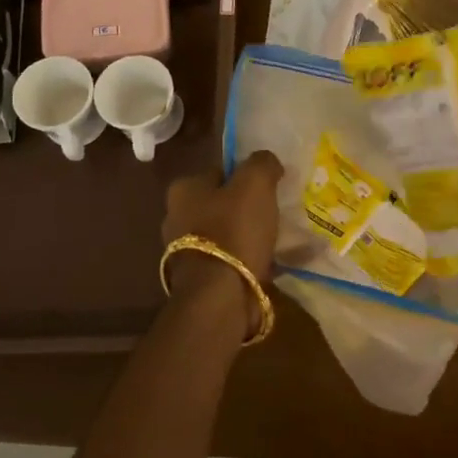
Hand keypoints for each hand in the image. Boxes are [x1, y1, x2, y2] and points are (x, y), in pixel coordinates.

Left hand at [161, 151, 284, 333]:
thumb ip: (262, 163)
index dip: (247, 176)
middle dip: (248, 207)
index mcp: (184, 190)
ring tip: (280, 239)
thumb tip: (267, 161)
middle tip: (277, 212)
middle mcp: (177, 217)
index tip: (271, 186)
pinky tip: (274, 262)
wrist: (220, 296)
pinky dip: (251, 259)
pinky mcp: (201, 278)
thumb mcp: (255, 183)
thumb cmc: (234, 231)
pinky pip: (232, 260)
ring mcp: (186, 251)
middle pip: (223, 203)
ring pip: (228, 233)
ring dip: (250, 235)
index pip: (220, 171)